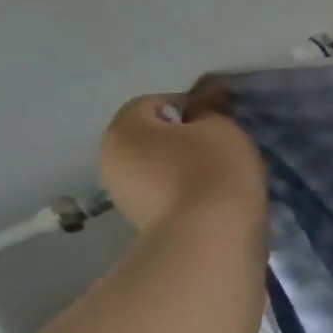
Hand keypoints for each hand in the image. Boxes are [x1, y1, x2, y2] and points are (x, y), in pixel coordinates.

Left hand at [99, 79, 266, 232]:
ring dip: (181, 166)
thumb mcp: (222, 127)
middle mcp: (110, 158)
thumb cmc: (214, 169)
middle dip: (182, 138)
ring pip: (156, 165)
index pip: (155, 103)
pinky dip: (183, 190)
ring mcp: (121, 194)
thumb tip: (205, 96)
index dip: (190, 107)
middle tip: (220, 147)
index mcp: (123, 129)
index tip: (219, 122)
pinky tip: (209, 197)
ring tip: (218, 175)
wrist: (210, 236)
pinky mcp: (139, 221)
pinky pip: (163, 192)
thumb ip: (211, 108)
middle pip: (150, 136)